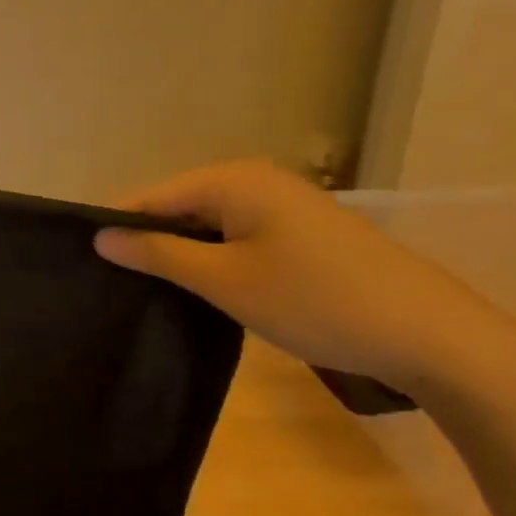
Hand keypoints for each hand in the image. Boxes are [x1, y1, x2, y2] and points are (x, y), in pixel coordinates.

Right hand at [93, 160, 515, 391]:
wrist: (429, 335)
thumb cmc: (315, 300)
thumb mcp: (224, 281)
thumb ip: (157, 254)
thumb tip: (100, 236)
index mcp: (232, 180)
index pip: (150, 197)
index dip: (116, 229)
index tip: (86, 264)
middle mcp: (255, 180)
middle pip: (178, 207)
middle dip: (148, 242)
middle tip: (116, 285)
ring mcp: (282, 204)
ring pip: (207, 225)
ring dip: (181, 255)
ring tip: (149, 290)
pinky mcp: (300, 231)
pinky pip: (236, 236)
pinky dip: (214, 260)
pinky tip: (203, 289)